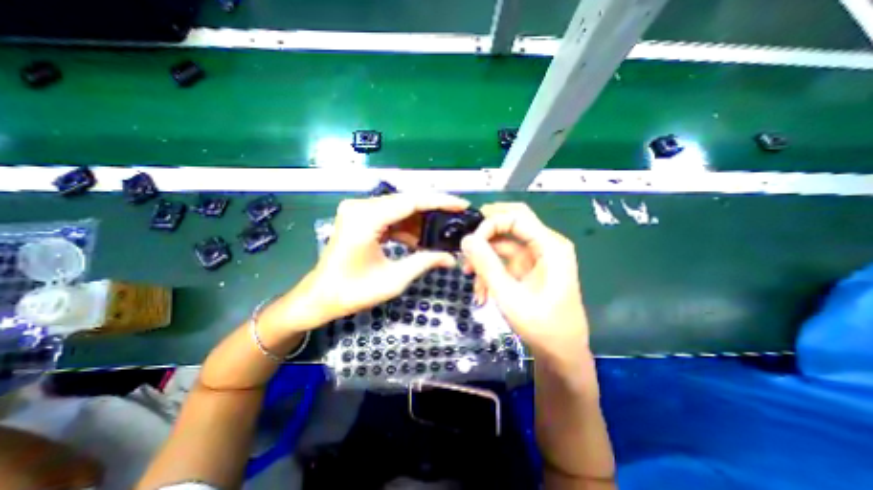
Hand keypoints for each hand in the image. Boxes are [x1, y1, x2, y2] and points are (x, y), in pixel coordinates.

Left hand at [300, 194, 467, 326]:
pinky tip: (420, 240)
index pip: (412, 201)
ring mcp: (359, 210)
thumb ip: (424, 263)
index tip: (462, 205)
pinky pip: (390, 216)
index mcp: (366, 218)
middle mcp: (361, 207)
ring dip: (420, 221)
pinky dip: (407, 227)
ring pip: (400, 208)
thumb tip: (452, 258)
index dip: (440, 202)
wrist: (320, 297)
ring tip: (442, 233)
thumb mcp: (393, 280)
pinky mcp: (360, 217)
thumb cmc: (352, 292)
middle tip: (456, 220)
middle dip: (433, 211)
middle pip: (407, 201)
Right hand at [458, 202, 592, 367]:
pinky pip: (504, 260)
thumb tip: (466, 239)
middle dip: (486, 232)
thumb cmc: (541, 326)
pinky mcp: (528, 268)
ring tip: (470, 278)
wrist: (560, 352)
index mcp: (550, 246)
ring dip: (485, 257)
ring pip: (504, 243)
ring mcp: (536, 256)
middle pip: (511, 222)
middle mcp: (545, 244)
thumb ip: (487, 265)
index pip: (516, 217)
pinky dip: (490, 271)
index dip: (490, 224)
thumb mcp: (508, 295)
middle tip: (466, 243)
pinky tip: (481, 292)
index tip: (470, 244)